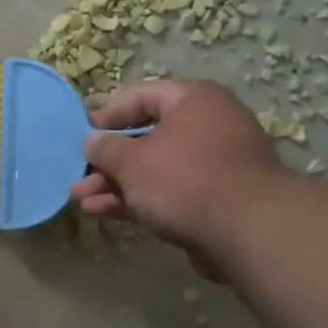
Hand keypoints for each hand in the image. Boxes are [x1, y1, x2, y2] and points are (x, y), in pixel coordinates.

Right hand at [70, 79, 285, 275]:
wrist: (249, 232)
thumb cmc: (184, 180)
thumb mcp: (132, 161)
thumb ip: (106, 149)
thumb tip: (92, 141)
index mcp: (193, 101)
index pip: (141, 96)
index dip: (108, 115)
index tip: (83, 135)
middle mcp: (207, 126)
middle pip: (146, 137)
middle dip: (107, 161)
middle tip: (79, 175)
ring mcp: (213, 164)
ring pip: (154, 169)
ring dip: (116, 184)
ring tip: (81, 200)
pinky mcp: (214, 198)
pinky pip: (168, 192)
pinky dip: (137, 200)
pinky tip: (102, 212)